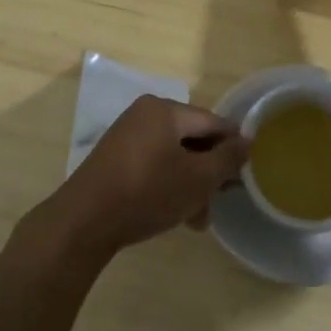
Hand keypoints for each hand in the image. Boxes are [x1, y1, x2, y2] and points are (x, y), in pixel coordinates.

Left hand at [38, 96, 249, 257]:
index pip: (213, 121)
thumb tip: (246, 141)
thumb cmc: (148, 192)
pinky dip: (168, 185)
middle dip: (209, 172)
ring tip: (198, 219)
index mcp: (165, 109)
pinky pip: (153, 165)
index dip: (233, 146)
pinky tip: (176, 214)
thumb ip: (227, 158)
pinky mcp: (115, 159)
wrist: (84, 221)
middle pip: (192, 138)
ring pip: (173, 156)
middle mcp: (144, 114)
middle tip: (220, 201)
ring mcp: (127, 136)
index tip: (246, 173)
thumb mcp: (197, 178)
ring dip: (190, 184)